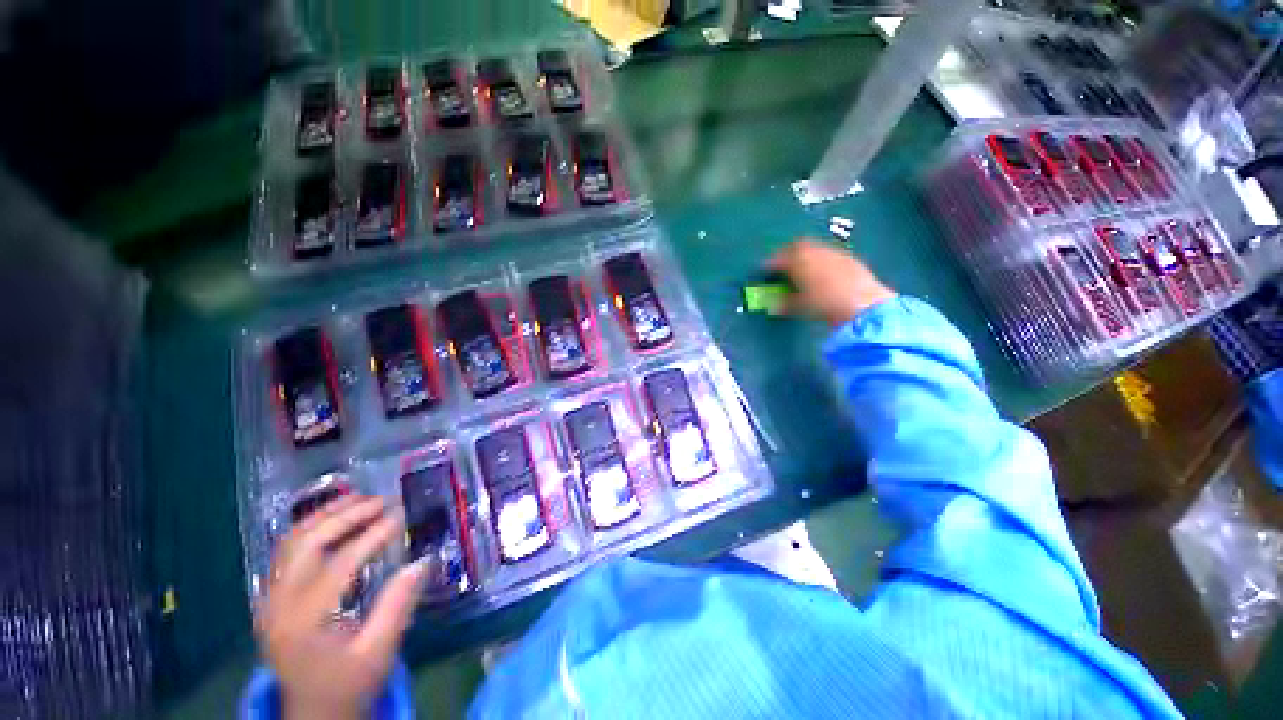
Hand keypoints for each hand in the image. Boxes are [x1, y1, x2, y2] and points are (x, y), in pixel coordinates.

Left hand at [256, 495, 426, 719]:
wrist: (312, 712)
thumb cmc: (349, 683)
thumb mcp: (380, 651)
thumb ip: (398, 604)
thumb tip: (423, 560)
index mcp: (305, 623)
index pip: (339, 566)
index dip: (372, 536)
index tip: (400, 515)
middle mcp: (279, 606)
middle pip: (306, 545)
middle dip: (345, 516)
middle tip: (381, 501)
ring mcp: (269, 601)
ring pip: (290, 543)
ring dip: (325, 516)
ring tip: (359, 499)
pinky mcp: (271, 599)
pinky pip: (286, 553)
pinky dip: (311, 529)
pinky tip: (334, 520)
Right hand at [769, 239, 895, 326]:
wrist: (863, 303)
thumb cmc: (824, 304)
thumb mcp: (800, 306)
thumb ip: (784, 303)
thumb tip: (773, 305)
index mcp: (797, 261)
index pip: (777, 259)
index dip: (769, 264)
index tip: (764, 269)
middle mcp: (814, 251)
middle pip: (796, 246)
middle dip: (787, 253)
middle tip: (783, 263)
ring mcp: (833, 252)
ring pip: (814, 248)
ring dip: (805, 254)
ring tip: (802, 266)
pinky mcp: (848, 257)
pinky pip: (828, 253)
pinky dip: (821, 259)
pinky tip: (823, 271)